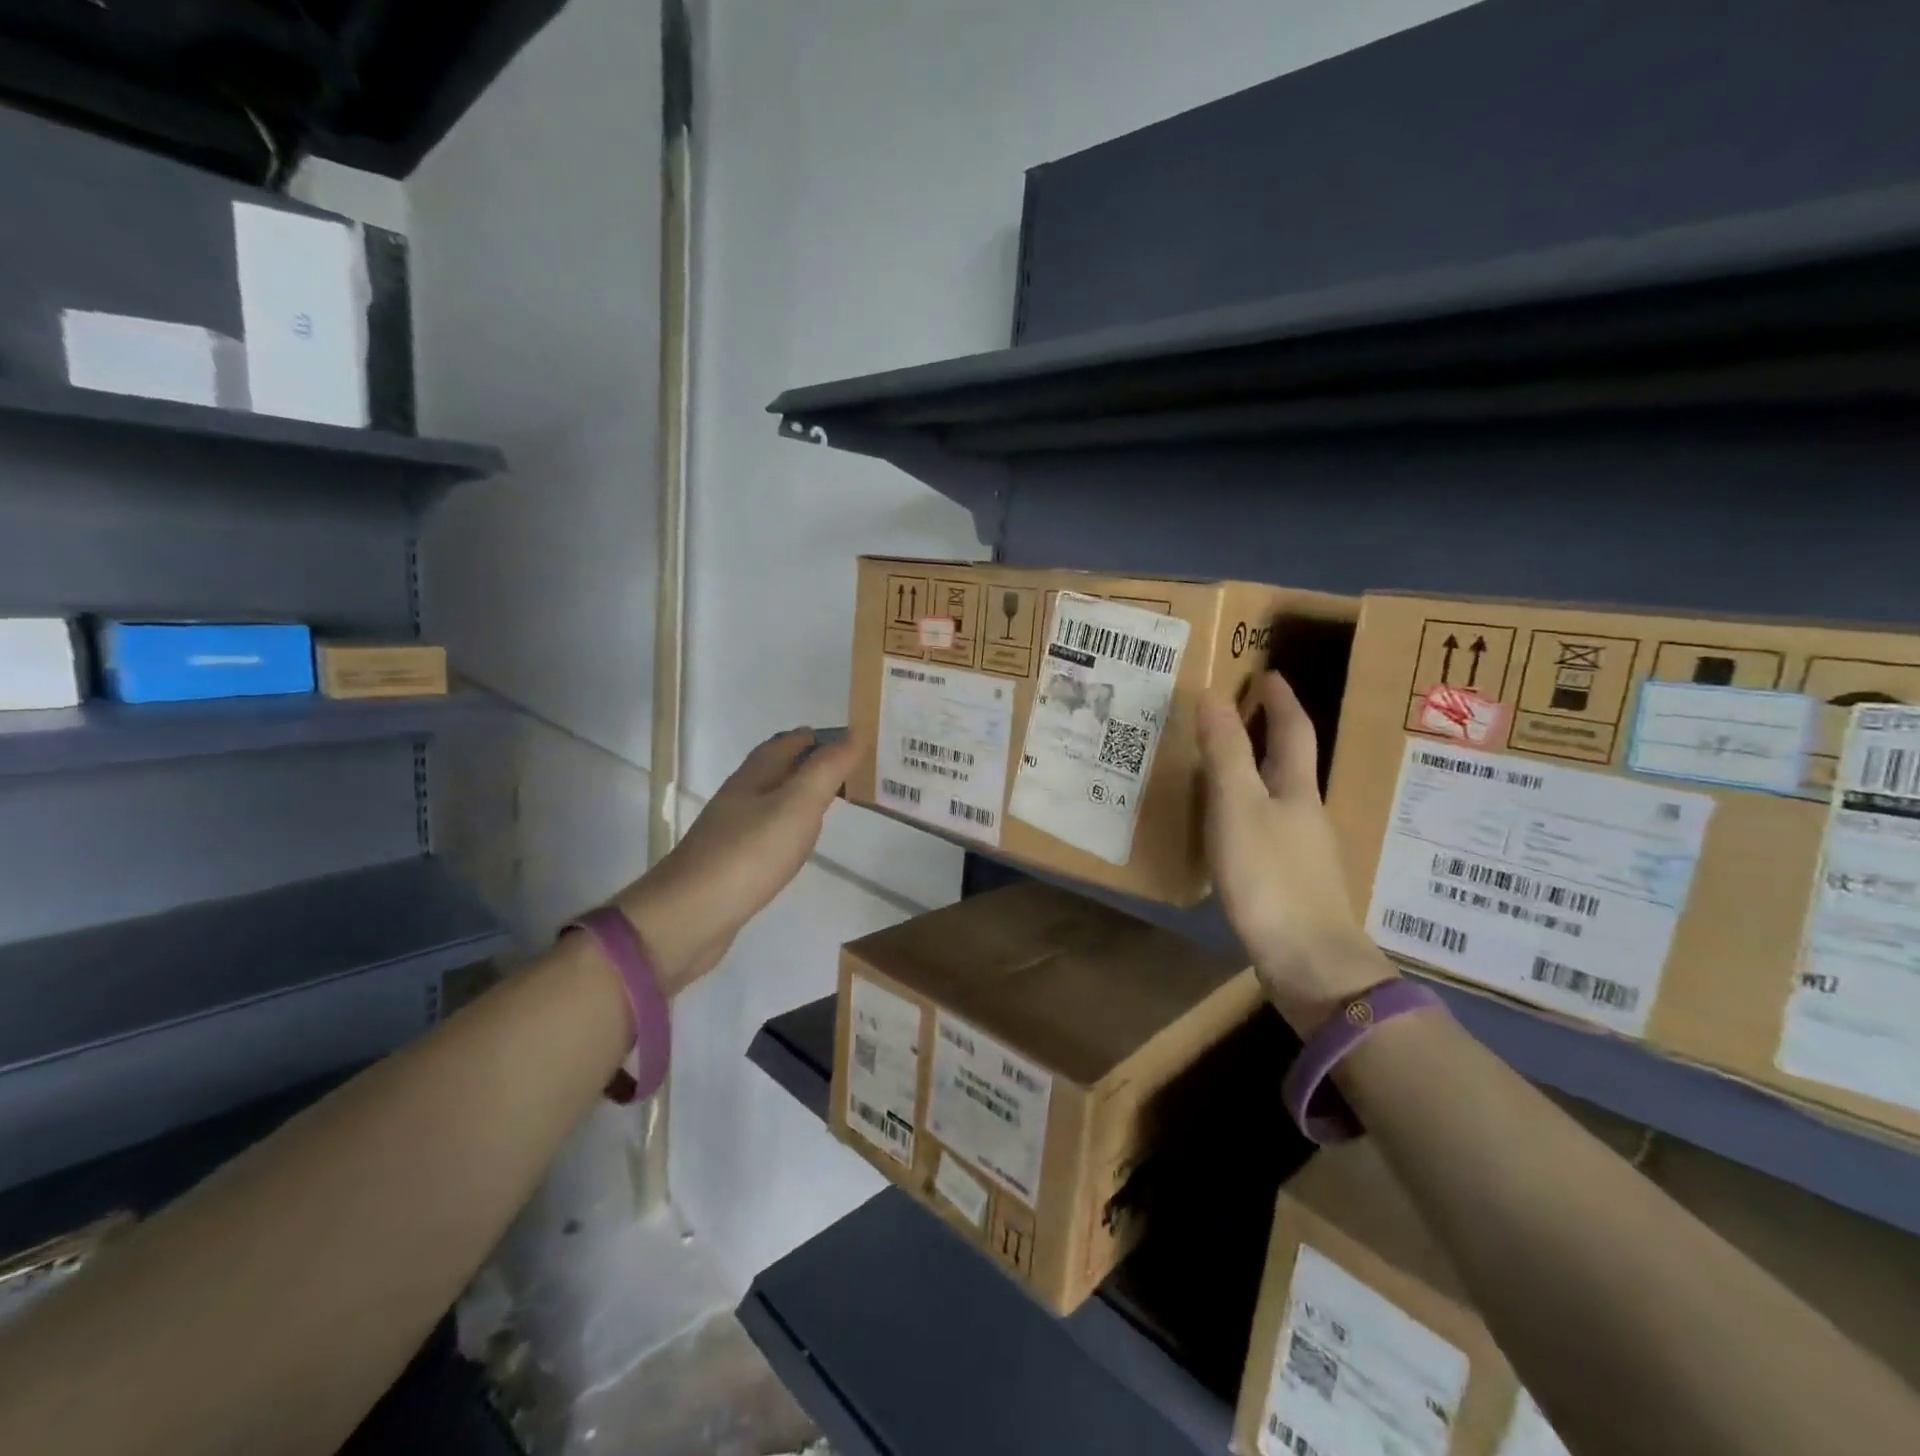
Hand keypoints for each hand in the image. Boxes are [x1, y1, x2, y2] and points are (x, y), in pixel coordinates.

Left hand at [614, 728, 859, 995]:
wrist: (690, 915)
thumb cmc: (749, 853)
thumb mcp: (798, 805)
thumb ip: (827, 769)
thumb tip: (855, 733)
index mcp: (754, 777)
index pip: (786, 743)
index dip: (816, 738)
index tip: (849, 740)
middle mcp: (739, 798)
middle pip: (774, 770)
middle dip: (806, 764)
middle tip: (844, 769)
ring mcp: (730, 832)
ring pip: (769, 802)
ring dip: (796, 796)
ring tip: (826, 802)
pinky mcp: (730, 864)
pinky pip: (764, 834)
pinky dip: (785, 828)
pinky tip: (795, 843)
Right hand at [1196, 671, 1392, 1030]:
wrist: (1310, 964)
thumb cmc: (1270, 877)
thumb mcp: (1237, 807)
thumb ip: (1225, 753)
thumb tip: (1214, 694)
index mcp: (1298, 790)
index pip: (1294, 730)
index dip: (1280, 700)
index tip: (1267, 674)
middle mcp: (1307, 814)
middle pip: (1292, 763)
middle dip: (1271, 733)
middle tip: (1237, 713)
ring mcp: (1304, 851)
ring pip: (1280, 797)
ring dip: (1258, 772)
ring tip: (1223, 765)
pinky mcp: (1292, 883)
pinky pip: (1269, 830)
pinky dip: (1249, 811)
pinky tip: (1230, 828)